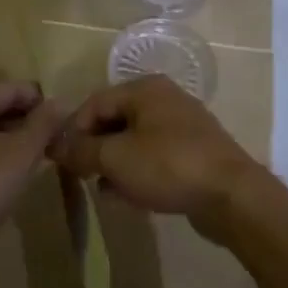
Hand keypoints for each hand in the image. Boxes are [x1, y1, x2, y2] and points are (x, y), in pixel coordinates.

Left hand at [0, 79, 62, 257]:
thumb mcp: (22, 152)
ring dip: (10, 142)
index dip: (43, 103)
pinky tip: (6, 179)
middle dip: (27, 123)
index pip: (14, 88)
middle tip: (54, 144)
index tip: (65, 125)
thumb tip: (61, 101)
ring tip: (36, 161)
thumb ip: (44, 123)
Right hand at [51, 75, 259, 220]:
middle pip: (115, 121)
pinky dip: (137, 173)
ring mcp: (182, 127)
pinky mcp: (194, 154)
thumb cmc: (168, 166)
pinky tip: (127, 197)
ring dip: (114, 165)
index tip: (61, 160)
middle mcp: (164, 100)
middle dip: (94, 149)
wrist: (232, 196)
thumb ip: (81, 150)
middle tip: (80, 175)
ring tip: (102, 189)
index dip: (73, 130)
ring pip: (134, 142)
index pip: (94, 102)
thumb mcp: (115, 158)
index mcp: (145, 89)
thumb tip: (55, 145)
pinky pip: (154, 158)